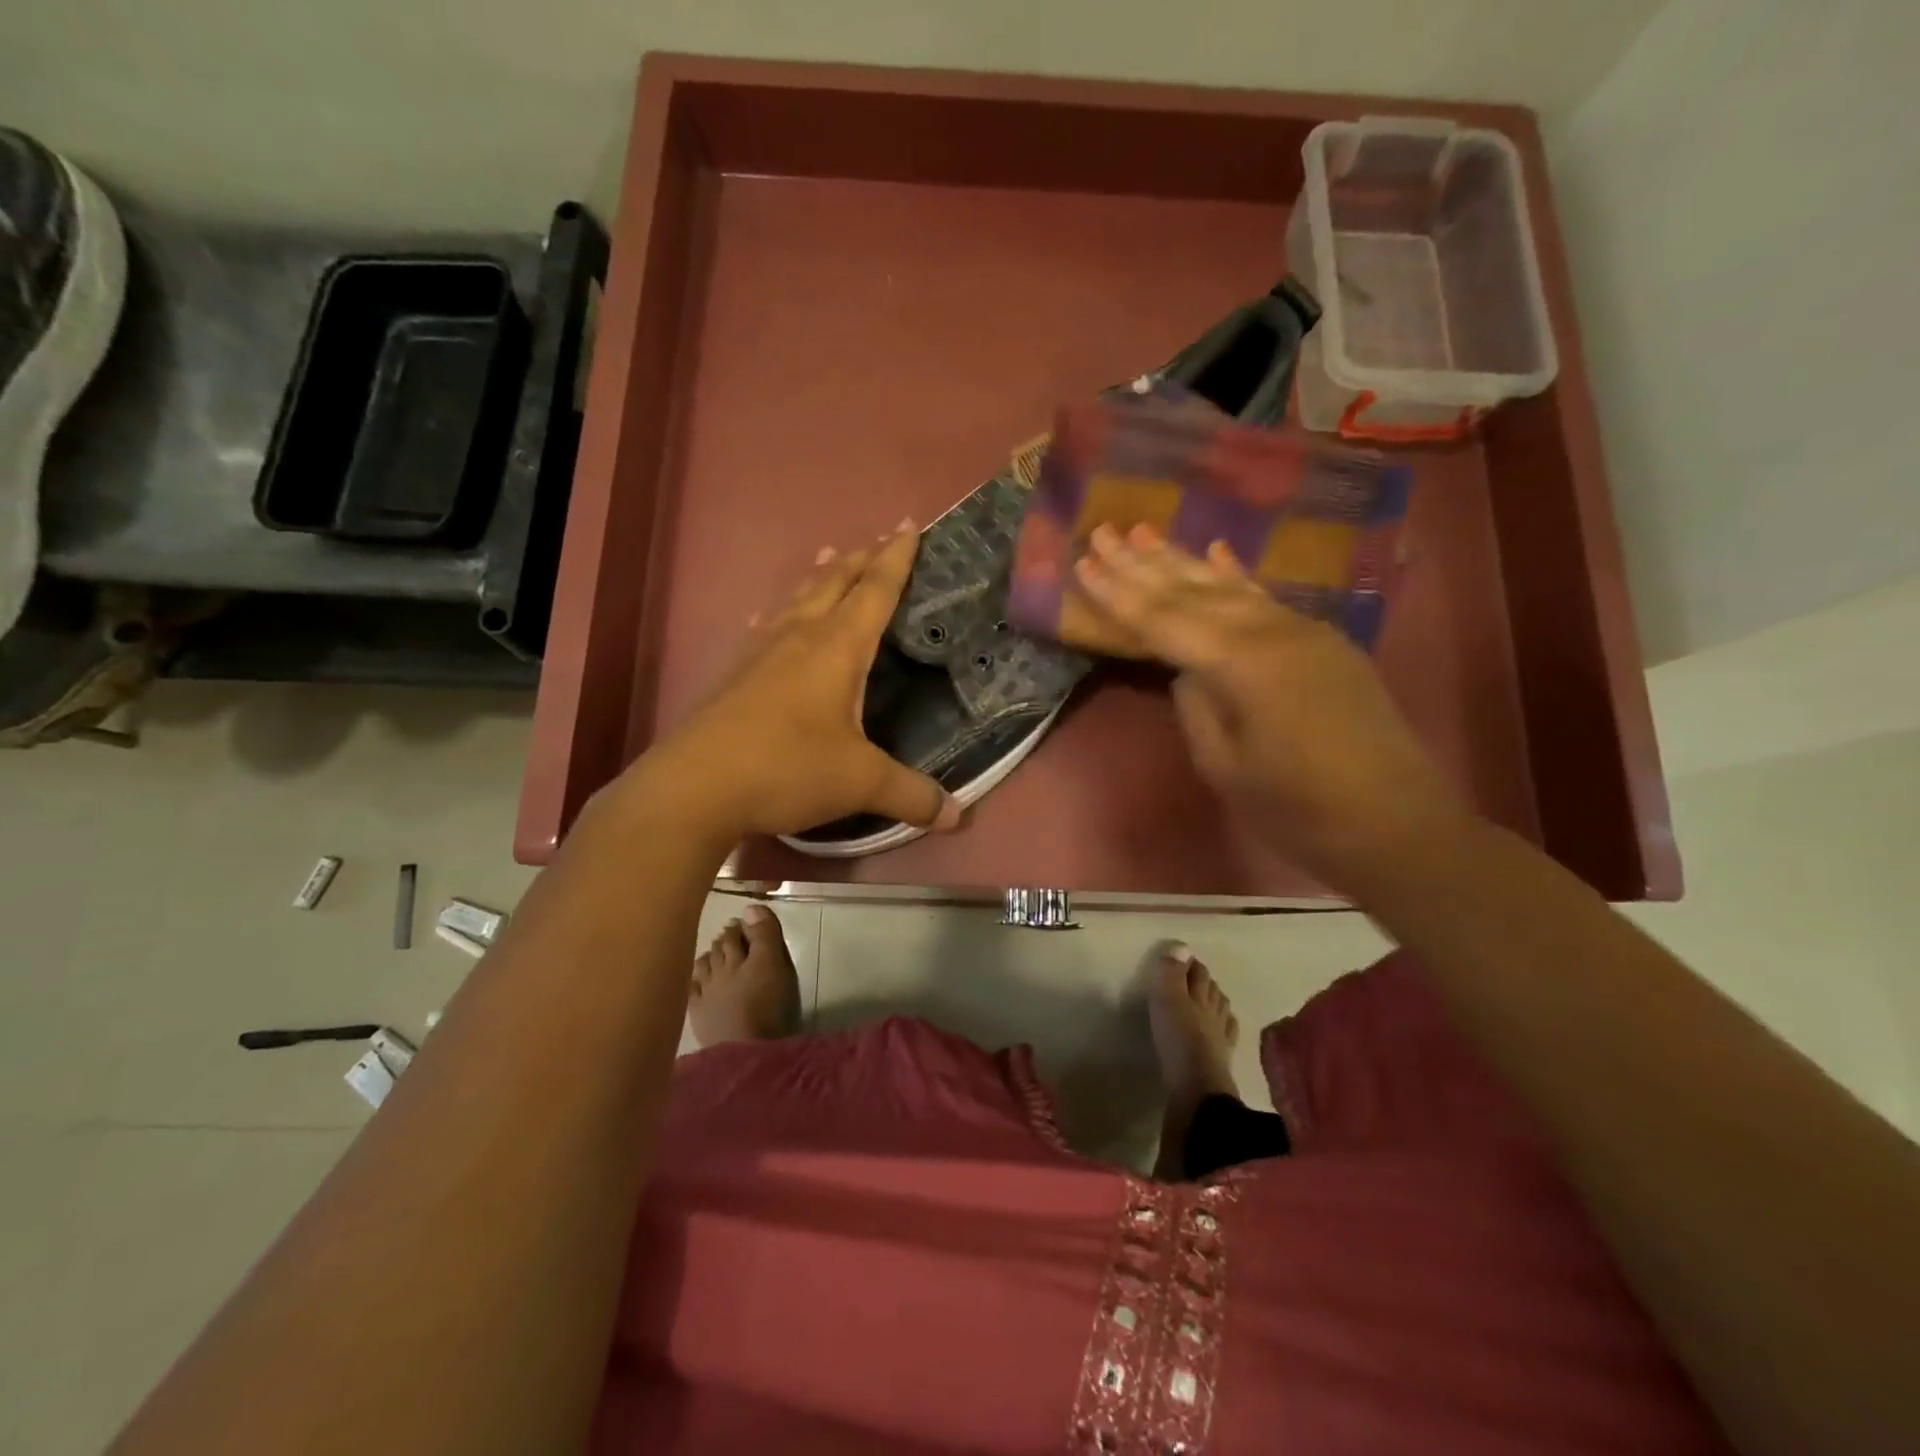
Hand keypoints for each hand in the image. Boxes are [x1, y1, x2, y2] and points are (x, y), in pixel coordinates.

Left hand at [630, 523, 960, 841]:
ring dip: (818, 577)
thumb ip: (911, 794)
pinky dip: (776, 614)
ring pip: (795, 600)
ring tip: (829, 556)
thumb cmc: (786, 769)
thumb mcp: (860, 783)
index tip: (910, 525)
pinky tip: (767, 618)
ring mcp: (760, 654)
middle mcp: (798, 638)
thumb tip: (956, 815)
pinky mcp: (734, 676)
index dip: (896, 559)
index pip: (874, 591)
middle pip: (834, 584)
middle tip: (880, 539)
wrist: (695, 788)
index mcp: (836, 649)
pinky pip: (763, 629)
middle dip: (861, 559)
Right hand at [1072, 523, 1467, 885]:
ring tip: (1144, 531)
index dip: (1118, 593)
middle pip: (1192, 591)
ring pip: (1228, 586)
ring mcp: (1302, 631)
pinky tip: (1218, 551)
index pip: (1163, 620)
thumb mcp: (1225, 765)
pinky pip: (1266, 599)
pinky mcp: (1321, 643)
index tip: (1082, 563)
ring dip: (1182, 560)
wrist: (1398, 824)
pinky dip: (1236, 575)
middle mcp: (1270, 632)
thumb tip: (1186, 670)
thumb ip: (1197, 706)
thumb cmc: (1299, 808)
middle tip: (1101, 531)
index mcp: (1240, 664)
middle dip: (1142, 563)